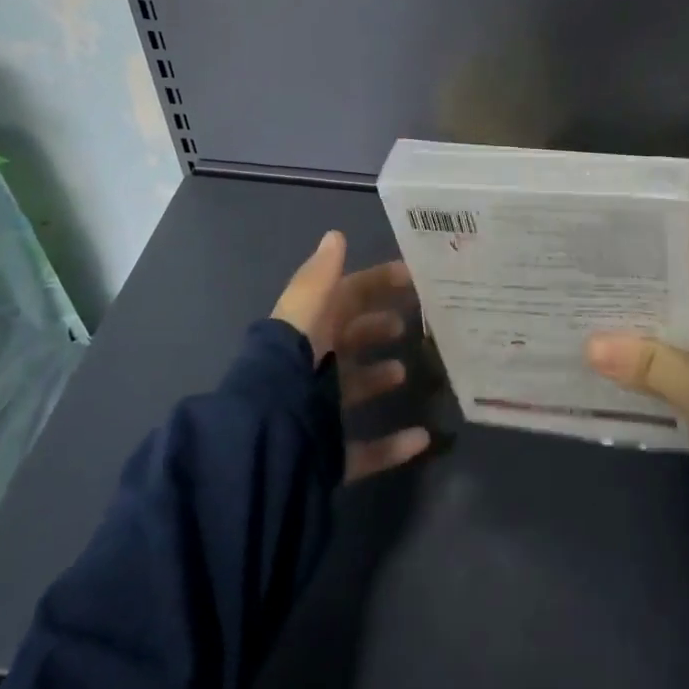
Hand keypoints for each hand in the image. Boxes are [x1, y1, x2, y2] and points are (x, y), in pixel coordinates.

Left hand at [273, 231, 432, 480]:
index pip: (346, 296)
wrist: (267, 436)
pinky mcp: (329, 454)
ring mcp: (319, 411)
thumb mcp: (306, 310)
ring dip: (379, 377)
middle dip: (376, 327)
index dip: (377, 282)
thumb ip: (321, 275)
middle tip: (409, 324)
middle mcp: (312, 366)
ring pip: (354, 388)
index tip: (413, 277)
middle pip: (349, 339)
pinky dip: (394, 444)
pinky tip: (421, 437)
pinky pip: (366, 449)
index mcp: (309, 330)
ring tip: (405, 371)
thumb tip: (335, 235)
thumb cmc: (293, 364)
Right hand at [585, 204, 688, 465]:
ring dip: (652, 291)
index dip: (682, 222)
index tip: (635, 235)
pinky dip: (658, 321)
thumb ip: (649, 364)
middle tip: (604, 260)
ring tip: (602, 289)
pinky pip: (686, 322)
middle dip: (655, 257)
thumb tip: (589, 344)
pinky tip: (620, 329)